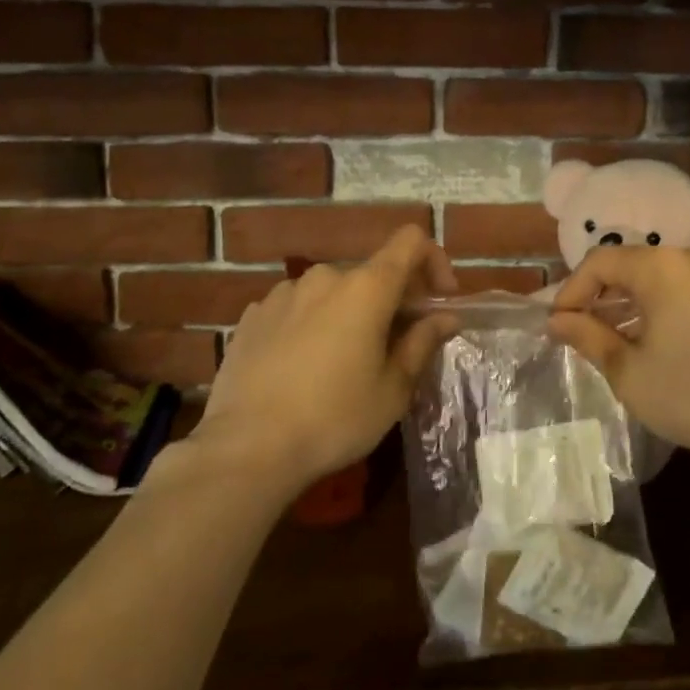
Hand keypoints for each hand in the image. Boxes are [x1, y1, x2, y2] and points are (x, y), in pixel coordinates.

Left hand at [197, 227, 458, 494]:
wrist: (245, 449)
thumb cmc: (333, 418)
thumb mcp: (392, 389)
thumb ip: (422, 343)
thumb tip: (445, 317)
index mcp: (366, 287)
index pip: (411, 241)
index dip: (433, 261)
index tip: (438, 301)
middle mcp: (325, 277)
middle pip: (372, 273)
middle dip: (391, 301)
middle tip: (395, 347)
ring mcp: (283, 293)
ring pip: (332, 292)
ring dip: (348, 313)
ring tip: (342, 362)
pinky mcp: (252, 316)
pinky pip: (297, 308)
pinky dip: (311, 324)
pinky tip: (302, 368)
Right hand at [550, 247, 689, 476]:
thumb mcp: (627, 370)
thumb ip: (587, 336)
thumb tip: (556, 320)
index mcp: (661, 267)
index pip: (600, 262)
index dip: (572, 289)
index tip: (558, 323)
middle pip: (633, 265)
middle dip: (602, 296)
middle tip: (582, 331)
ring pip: (663, 278)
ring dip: (634, 303)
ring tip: (618, 339)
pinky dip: (667, 307)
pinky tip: (663, 344)